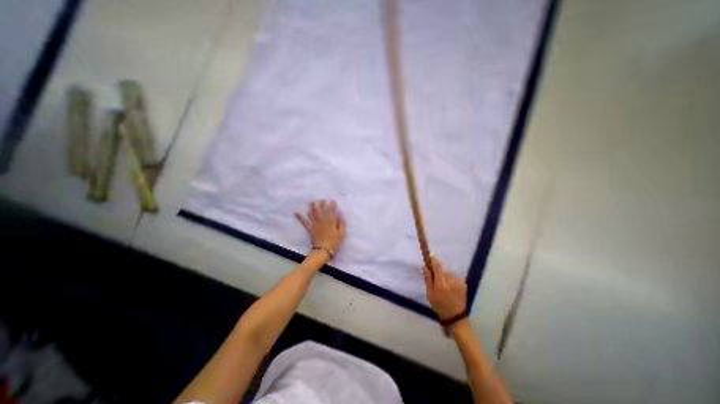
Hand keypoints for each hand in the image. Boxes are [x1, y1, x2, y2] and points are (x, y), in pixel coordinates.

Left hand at [295, 201, 345, 253]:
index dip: (331, 204)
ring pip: (312, 213)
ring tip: (311, 202)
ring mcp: (315, 224)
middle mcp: (322, 220)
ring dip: (311, 207)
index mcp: (330, 221)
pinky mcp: (310, 229)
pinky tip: (295, 212)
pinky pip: (304, 222)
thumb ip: (341, 223)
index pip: (330, 210)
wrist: (323, 250)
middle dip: (320, 203)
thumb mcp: (341, 233)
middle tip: (321, 199)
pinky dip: (299, 217)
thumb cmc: (334, 242)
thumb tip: (340, 214)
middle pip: (320, 209)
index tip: (332, 200)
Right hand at [423, 257, 467, 319]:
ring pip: (448, 274)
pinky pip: (453, 278)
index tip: (430, 255)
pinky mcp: (464, 284)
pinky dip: (450, 280)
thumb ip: (428, 279)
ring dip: (444, 277)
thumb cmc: (440, 306)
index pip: (437, 267)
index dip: (433, 260)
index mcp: (442, 284)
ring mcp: (459, 282)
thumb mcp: (430, 294)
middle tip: (435, 282)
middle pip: (443, 271)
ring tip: (443, 288)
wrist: (455, 317)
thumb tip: (424, 266)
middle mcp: (452, 281)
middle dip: (438, 273)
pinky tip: (449, 289)